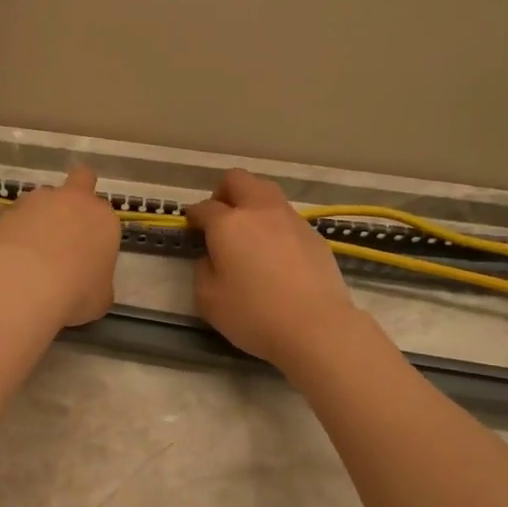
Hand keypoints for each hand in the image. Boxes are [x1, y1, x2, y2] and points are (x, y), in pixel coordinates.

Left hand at [0, 167, 119, 326]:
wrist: (28, 285)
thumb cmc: (76, 293)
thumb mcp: (101, 296)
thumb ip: (98, 279)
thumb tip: (88, 280)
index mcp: (104, 220)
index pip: (104, 216)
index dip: (96, 232)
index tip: (88, 254)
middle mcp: (75, 200)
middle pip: (81, 180)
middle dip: (76, 195)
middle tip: (65, 228)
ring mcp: (40, 200)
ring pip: (44, 198)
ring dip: (41, 215)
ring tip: (31, 249)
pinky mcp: (9, 209)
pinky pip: (17, 214)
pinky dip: (16, 228)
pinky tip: (12, 253)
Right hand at [186, 169, 359, 370]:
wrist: (316, 327)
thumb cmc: (254, 314)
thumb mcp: (208, 299)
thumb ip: (203, 270)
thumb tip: (211, 257)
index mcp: (228, 224)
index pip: (204, 207)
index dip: (193, 215)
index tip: (191, 226)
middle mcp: (259, 211)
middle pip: (239, 179)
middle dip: (224, 191)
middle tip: (219, 217)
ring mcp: (291, 220)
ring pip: (267, 192)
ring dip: (252, 203)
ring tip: (249, 233)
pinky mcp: (314, 235)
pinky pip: (287, 217)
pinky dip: (275, 225)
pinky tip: (275, 253)